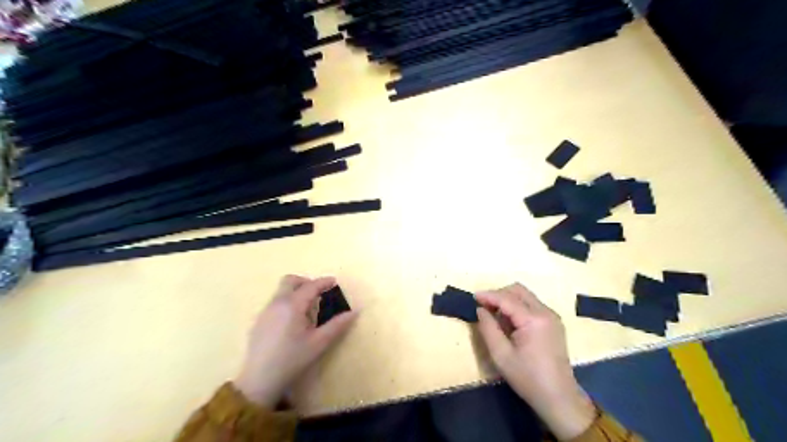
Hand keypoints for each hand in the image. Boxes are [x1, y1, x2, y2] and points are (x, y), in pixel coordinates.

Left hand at [231, 276, 357, 407]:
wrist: (259, 381)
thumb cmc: (292, 359)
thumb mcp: (319, 343)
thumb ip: (337, 325)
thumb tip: (354, 311)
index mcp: (292, 305)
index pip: (311, 286)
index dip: (324, 282)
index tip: (335, 282)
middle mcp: (277, 303)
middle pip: (290, 281)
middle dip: (306, 282)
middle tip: (319, 294)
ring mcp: (266, 311)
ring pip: (281, 291)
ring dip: (296, 292)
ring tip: (308, 311)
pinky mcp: (259, 321)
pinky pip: (275, 302)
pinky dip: (287, 302)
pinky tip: (293, 322)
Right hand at [474, 284, 596, 439]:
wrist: (559, 398)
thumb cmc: (528, 378)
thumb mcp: (501, 355)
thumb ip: (488, 328)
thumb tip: (481, 310)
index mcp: (534, 320)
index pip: (507, 298)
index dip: (488, 295)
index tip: (473, 297)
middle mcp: (545, 312)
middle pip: (518, 290)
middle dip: (499, 294)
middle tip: (484, 307)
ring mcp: (552, 316)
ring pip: (525, 296)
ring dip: (508, 300)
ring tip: (495, 316)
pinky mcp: (553, 323)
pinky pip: (532, 305)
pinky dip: (518, 308)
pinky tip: (510, 323)